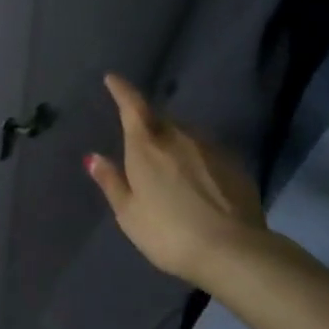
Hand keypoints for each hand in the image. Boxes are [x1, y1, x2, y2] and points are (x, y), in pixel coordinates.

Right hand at [85, 74, 267, 287]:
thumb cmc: (169, 233)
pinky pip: (207, 152)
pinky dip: (196, 159)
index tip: (113, 78)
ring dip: (174, 142)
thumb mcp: (129, 214)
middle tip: (141, 141)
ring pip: (186, 134)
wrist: (233, 250)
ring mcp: (211, 148)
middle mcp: (179, 137)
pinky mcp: (234, 164)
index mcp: (147, 146)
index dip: (122, 90)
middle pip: (160, 120)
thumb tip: (93, 157)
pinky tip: (197, 182)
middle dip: (148, 123)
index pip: (132, 106)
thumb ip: (111, 182)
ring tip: (170, 166)